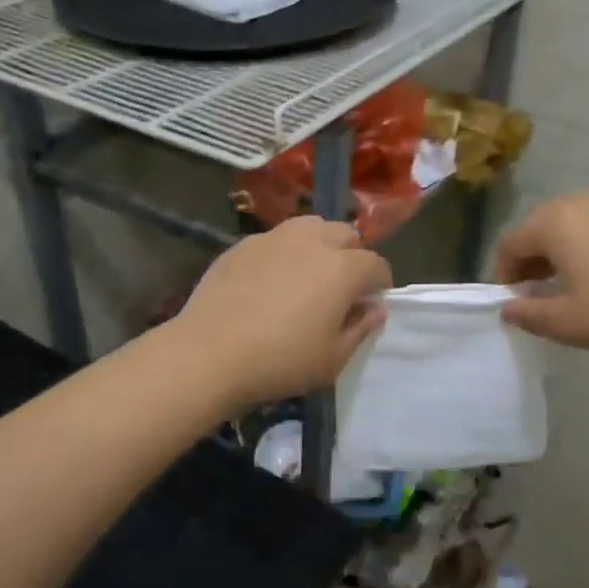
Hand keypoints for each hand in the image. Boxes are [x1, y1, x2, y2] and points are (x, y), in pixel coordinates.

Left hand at [177, 217, 392, 407]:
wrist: (210, 354)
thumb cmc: (281, 362)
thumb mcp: (333, 359)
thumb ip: (360, 329)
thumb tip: (374, 309)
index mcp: (343, 269)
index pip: (376, 264)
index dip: (379, 284)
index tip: (369, 304)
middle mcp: (313, 242)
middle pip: (346, 234)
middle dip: (352, 256)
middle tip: (341, 287)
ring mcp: (274, 238)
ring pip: (311, 226)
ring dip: (320, 243)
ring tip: (309, 272)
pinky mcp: (243, 244)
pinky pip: (276, 238)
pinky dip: (284, 251)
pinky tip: (270, 280)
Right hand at [493, 191, 588, 358]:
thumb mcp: (564, 323)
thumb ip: (526, 313)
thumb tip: (508, 308)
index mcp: (555, 222)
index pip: (511, 243)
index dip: (503, 273)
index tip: (511, 302)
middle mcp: (581, 202)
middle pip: (538, 226)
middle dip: (529, 258)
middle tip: (533, 293)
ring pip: (569, 223)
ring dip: (557, 250)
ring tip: (565, 283)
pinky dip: (586, 243)